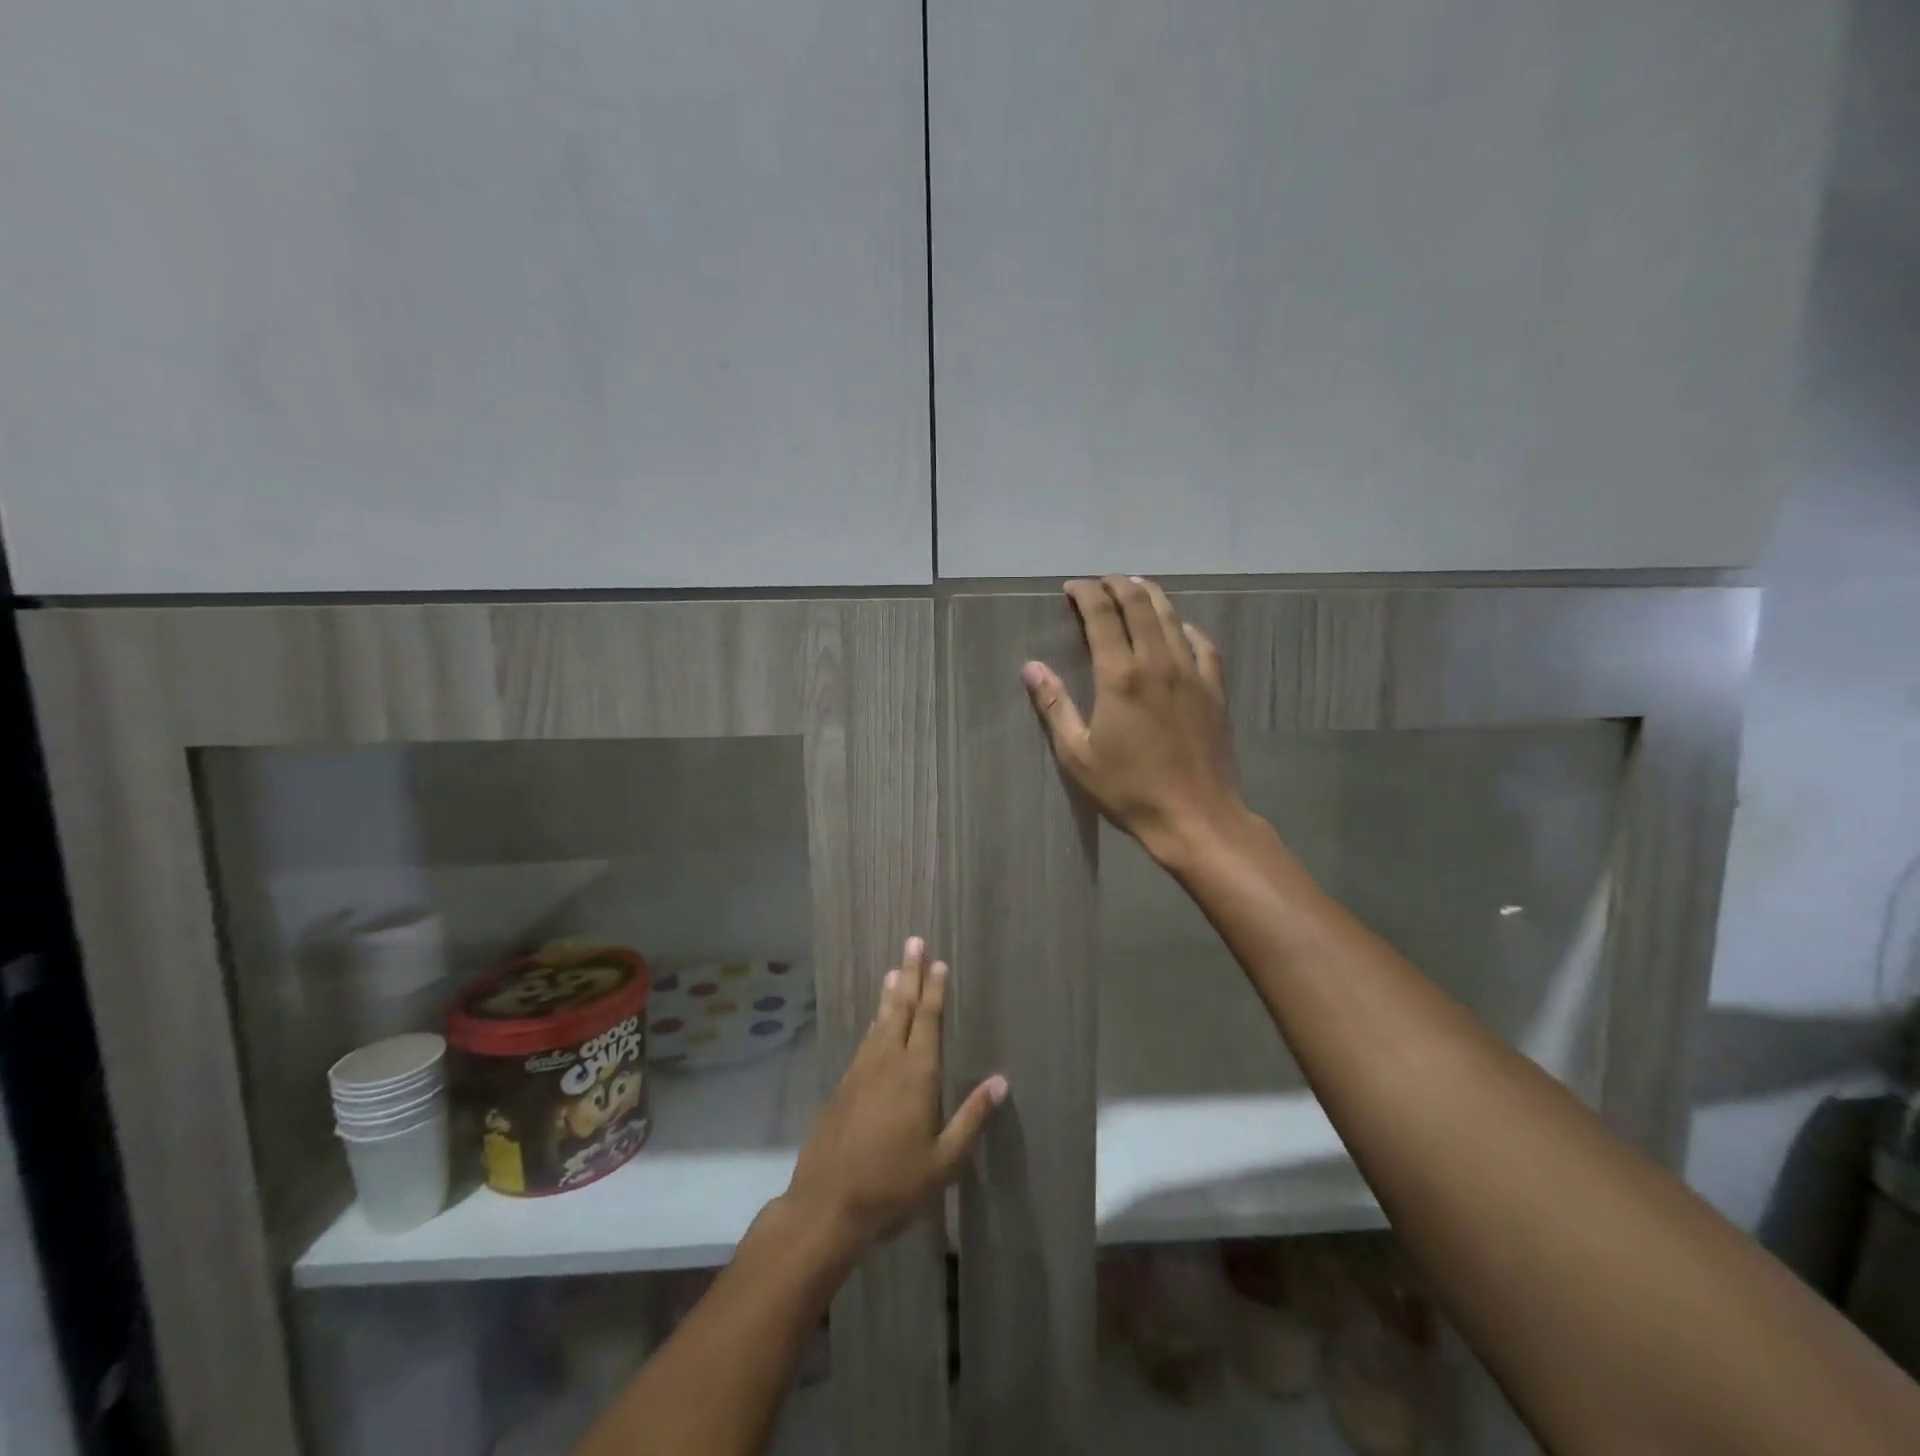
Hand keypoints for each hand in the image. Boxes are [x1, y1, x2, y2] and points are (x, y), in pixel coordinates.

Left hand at [783, 938, 1005, 1254]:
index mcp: (916, 1075)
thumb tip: (1001, 1081)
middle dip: (910, 974)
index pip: (928, 1020)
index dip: (934, 990)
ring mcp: (860, 1071)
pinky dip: (873, 1023)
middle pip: (901, 1008)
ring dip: (889, 994)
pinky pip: (864, 1041)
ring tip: (894, 970)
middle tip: (913, 941)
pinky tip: (875, 1022)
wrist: (827, 1205)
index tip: (938, 962)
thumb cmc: (893, 1185)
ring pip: (879, 1021)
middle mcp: (887, 1062)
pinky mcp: (842, 1085)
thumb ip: (972, 1118)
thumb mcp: (944, 1161)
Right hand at [1022, 576, 1243, 863]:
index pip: (1102, 616)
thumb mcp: (1077, 755)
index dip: (1086, 594)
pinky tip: (1182, 628)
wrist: (1195, 817)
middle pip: (1140, 605)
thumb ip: (1054, 706)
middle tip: (1101, 582)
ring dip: (1151, 596)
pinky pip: (1203, 646)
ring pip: (1172, 618)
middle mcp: (1158, 664)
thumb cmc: (1128, 790)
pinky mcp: (1215, 691)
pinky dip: (1188, 628)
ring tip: (1136, 586)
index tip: (1073, 587)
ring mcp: (1192, 675)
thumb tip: (1031, 667)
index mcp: (1120, 677)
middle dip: (1118, 585)